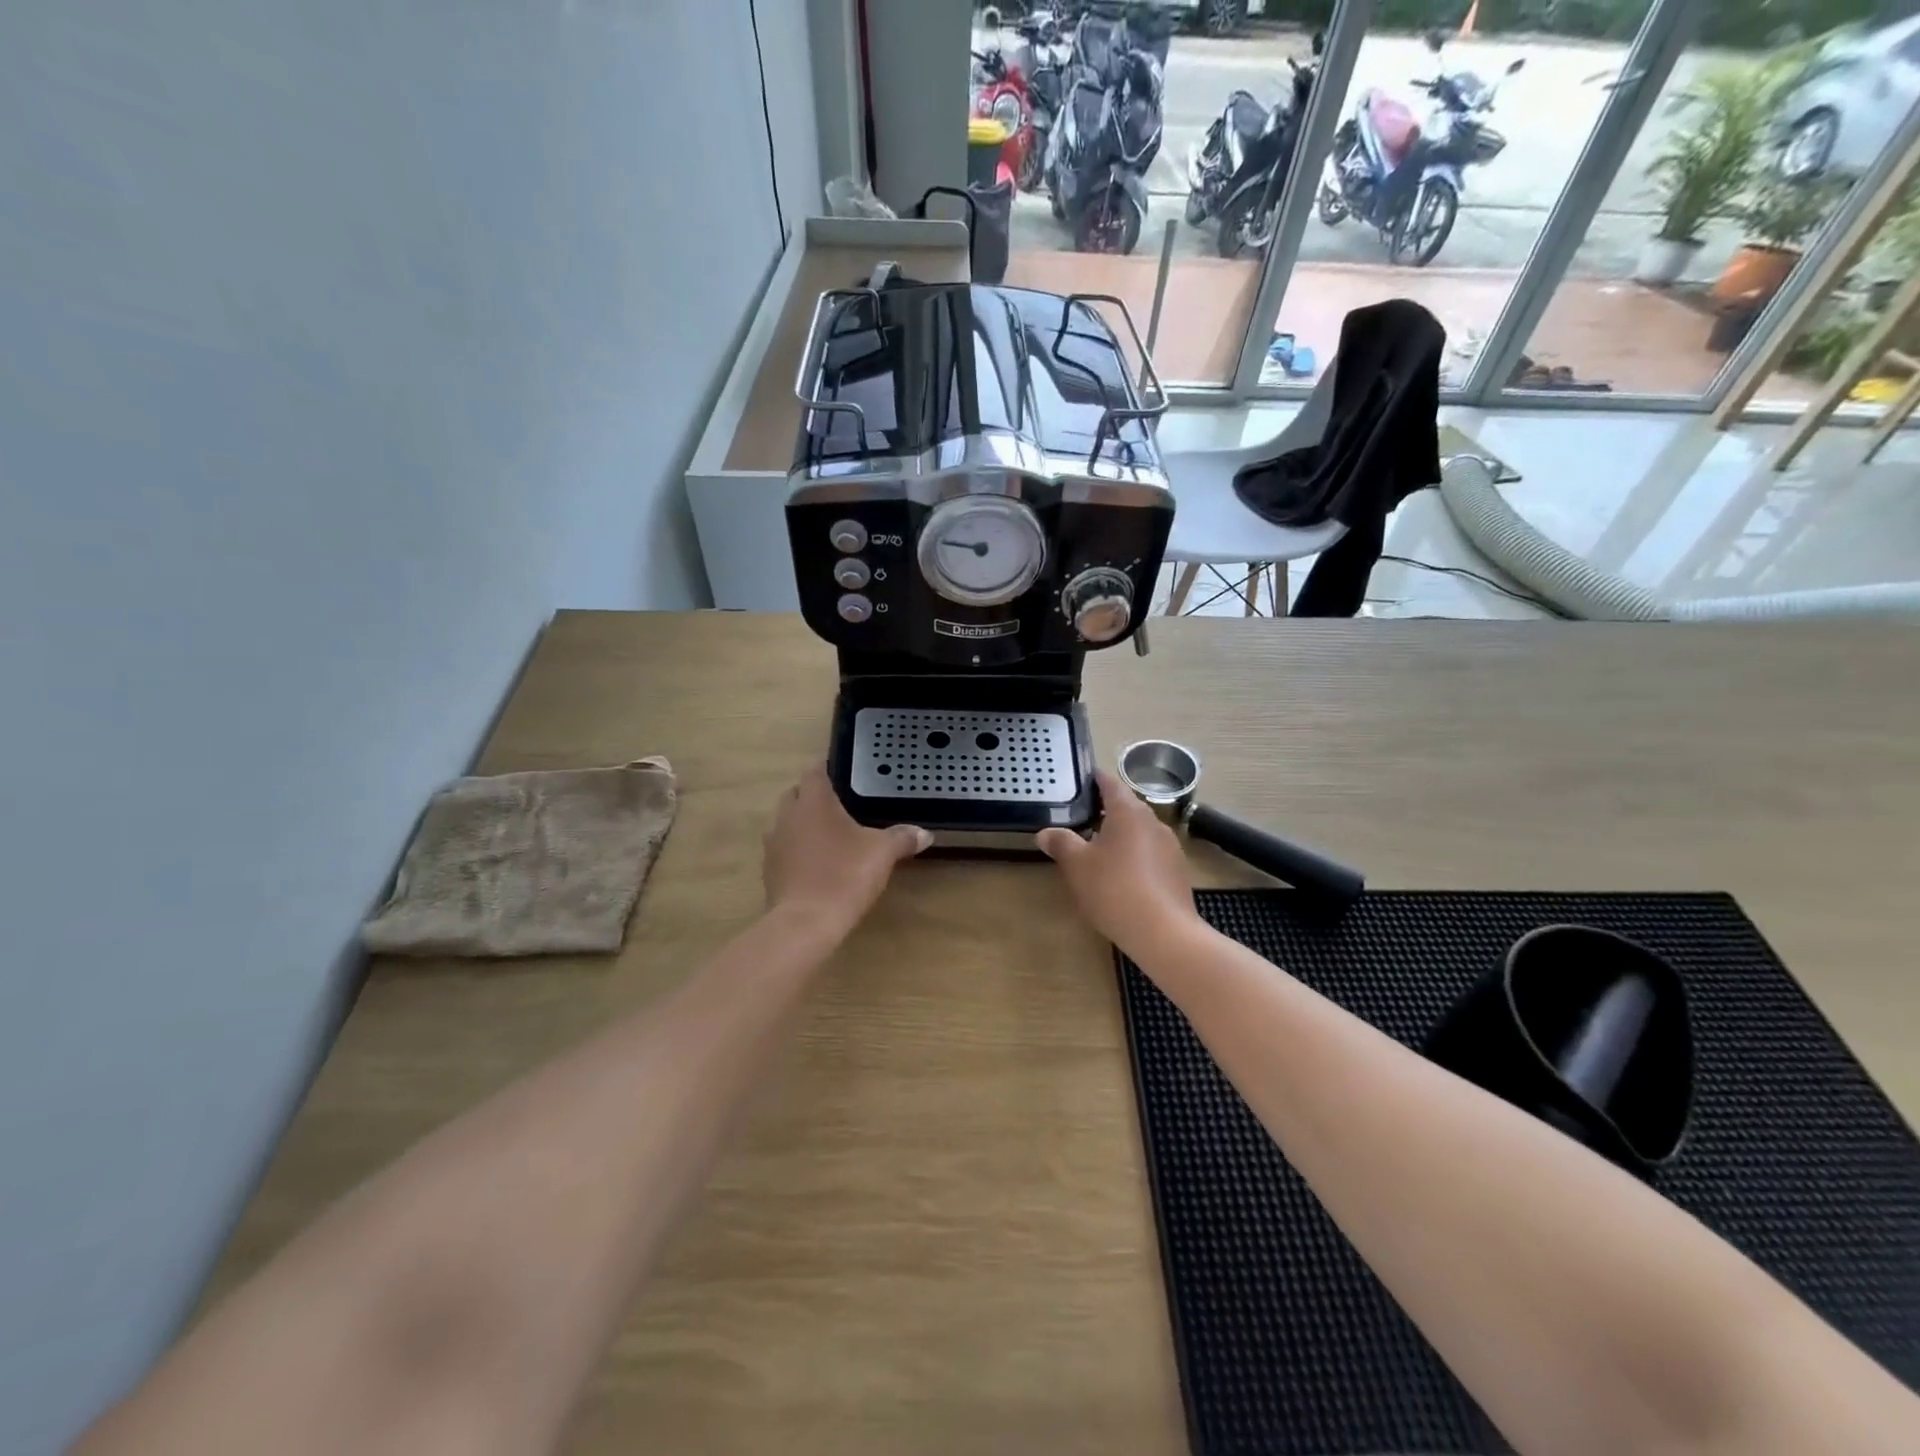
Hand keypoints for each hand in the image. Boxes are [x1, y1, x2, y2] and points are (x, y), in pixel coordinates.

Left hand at [763, 766, 931, 935]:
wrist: (805, 923)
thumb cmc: (845, 875)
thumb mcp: (882, 853)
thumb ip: (902, 838)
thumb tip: (925, 833)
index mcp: (814, 802)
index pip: (814, 772)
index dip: (827, 770)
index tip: (842, 777)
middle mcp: (788, 816)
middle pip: (796, 795)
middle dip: (814, 797)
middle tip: (840, 807)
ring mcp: (774, 844)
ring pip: (787, 823)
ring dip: (803, 825)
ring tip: (829, 837)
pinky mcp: (769, 871)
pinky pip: (784, 850)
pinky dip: (797, 851)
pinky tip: (817, 865)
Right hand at [1038, 770, 1201, 955]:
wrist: (1163, 932)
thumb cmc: (1114, 888)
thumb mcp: (1077, 865)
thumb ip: (1061, 843)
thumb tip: (1045, 832)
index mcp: (1128, 812)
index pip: (1111, 784)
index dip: (1096, 780)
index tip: (1083, 778)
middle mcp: (1153, 822)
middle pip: (1127, 808)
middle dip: (1106, 811)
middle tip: (1082, 818)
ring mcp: (1169, 847)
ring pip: (1139, 832)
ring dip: (1120, 836)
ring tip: (1098, 849)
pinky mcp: (1177, 871)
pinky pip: (1150, 854)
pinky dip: (1134, 856)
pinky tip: (1121, 876)